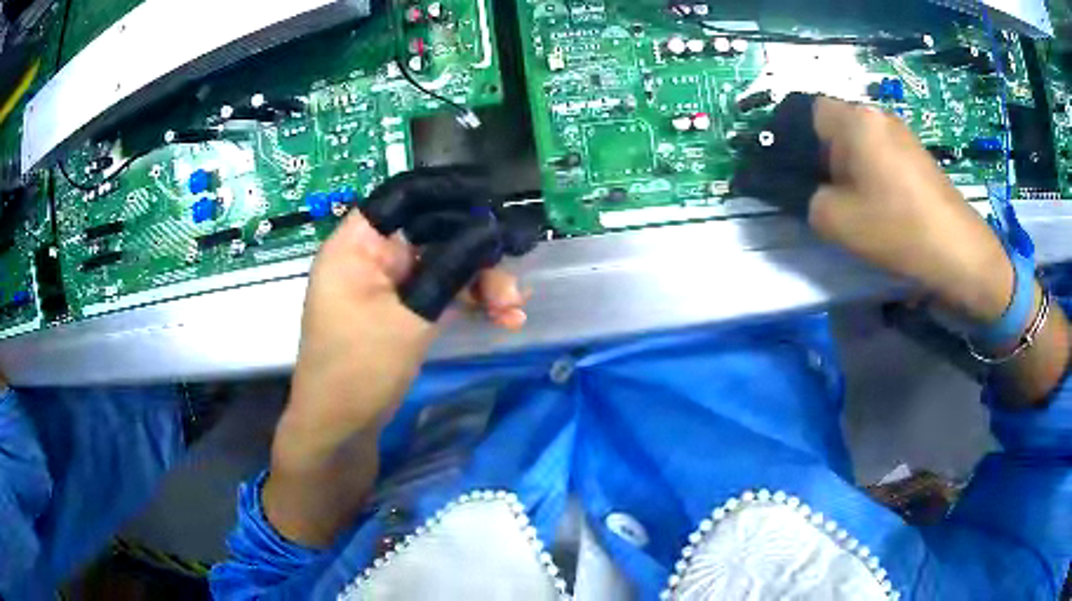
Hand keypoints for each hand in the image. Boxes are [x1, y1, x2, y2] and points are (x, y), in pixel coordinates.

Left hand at [274, 212, 527, 473]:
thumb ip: (452, 269)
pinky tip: (502, 317)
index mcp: (358, 244)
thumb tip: (492, 230)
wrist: (339, 428)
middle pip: (433, 232)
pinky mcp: (399, 310)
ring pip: (443, 264)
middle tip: (514, 276)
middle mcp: (371, 256)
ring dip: (480, 283)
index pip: (404, 196)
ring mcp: (386, 285)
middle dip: (477, 253)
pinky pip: (439, 291)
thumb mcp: (410, 318)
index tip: (492, 196)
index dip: (449, 190)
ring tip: (513, 309)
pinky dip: (468, 301)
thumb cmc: (359, 369)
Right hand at [733, 95, 1069, 405]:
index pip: (801, 111)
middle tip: (809, 194)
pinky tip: (870, 204)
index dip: (783, 138)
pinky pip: (876, 154)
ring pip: (853, 142)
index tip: (777, 171)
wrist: (960, 254)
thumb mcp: (836, 219)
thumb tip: (782, 184)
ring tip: (841, 204)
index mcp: (854, 120)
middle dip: (813, 156)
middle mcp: (876, 115)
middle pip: (828, 126)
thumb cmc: (898, 230)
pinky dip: (863, 173)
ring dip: (839, 167)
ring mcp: (899, 134)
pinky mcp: (914, 155)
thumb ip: (801, 195)